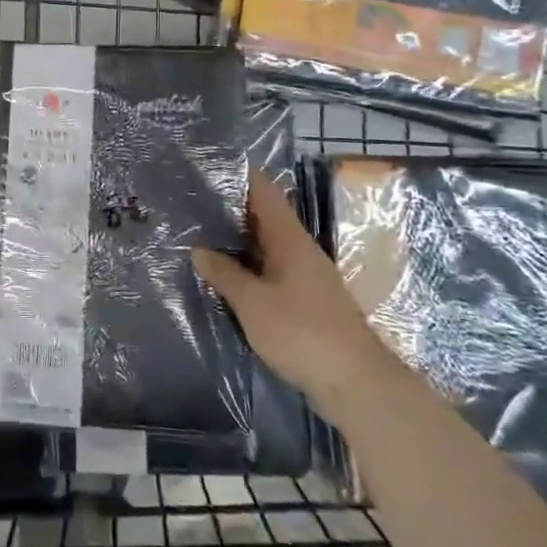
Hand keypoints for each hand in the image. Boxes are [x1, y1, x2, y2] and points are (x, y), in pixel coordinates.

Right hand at [193, 167, 398, 420]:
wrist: (355, 383)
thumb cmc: (302, 332)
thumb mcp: (252, 302)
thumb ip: (224, 273)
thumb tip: (198, 250)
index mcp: (290, 239)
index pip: (264, 191)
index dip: (239, 174)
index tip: (209, 163)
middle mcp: (300, 250)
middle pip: (264, 216)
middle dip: (231, 206)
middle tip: (191, 199)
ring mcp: (305, 276)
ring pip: (266, 244)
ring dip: (238, 238)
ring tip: (200, 231)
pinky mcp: (306, 301)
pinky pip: (270, 269)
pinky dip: (247, 264)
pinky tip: (225, 273)